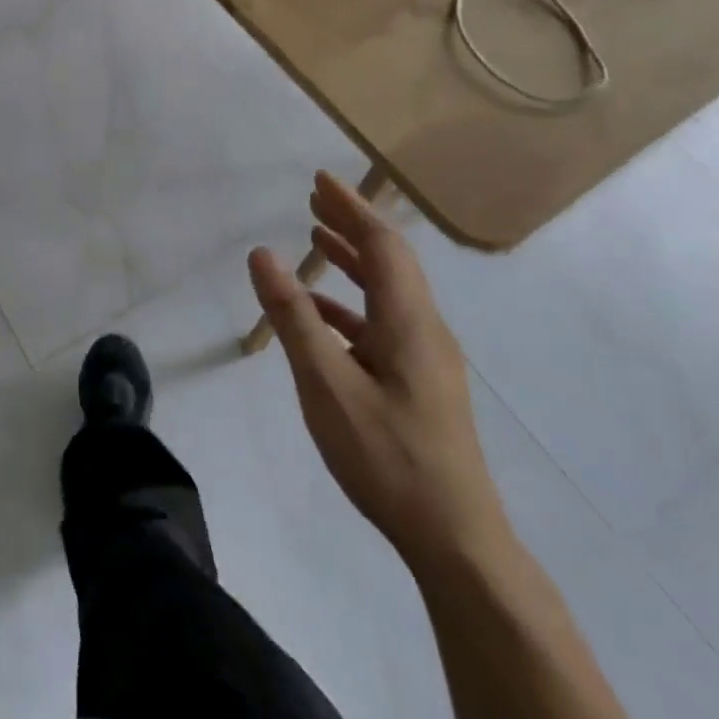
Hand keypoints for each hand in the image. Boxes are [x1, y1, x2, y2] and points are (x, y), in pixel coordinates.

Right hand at [249, 172, 509, 575]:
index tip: (320, 179)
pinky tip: (319, 312)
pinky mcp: (419, 382)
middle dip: (352, 223)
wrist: (456, 539)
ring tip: (316, 235)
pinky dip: (350, 302)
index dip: (351, 208)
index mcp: (409, 321)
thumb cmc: (388, 456)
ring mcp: (425, 358)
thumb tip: (262, 254)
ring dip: (352, 259)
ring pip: (387, 291)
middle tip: (314, 196)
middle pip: (389, 261)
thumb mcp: (327, 385)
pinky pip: (382, 322)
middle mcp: (424, 329)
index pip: (382, 245)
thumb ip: (293, 317)